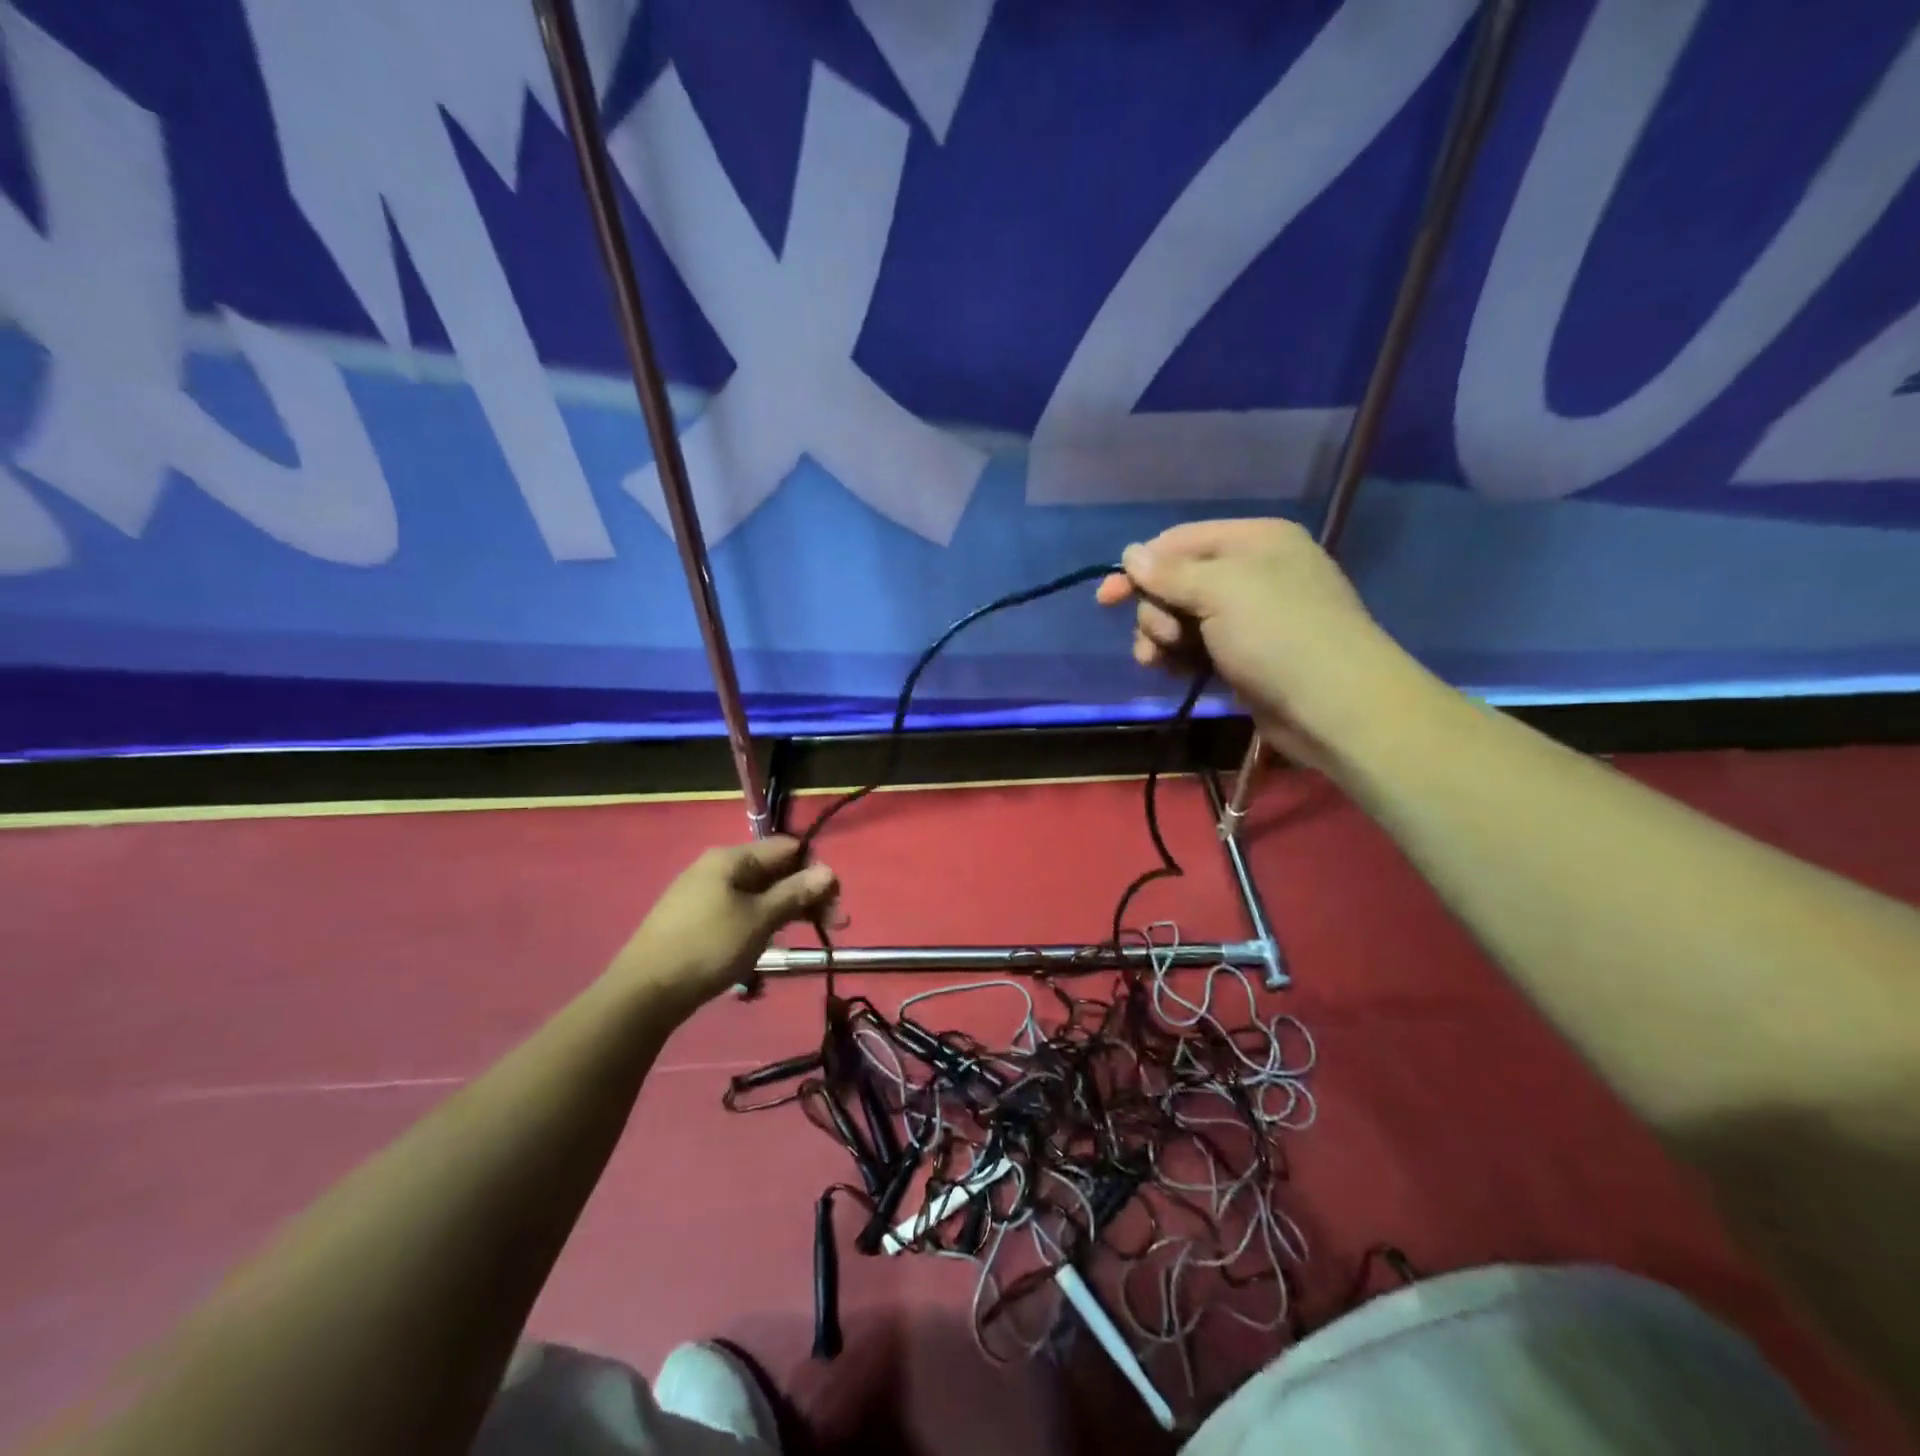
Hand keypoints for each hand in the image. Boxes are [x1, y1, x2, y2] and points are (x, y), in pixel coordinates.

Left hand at [606, 838, 837, 1013]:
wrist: (644, 992)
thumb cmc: (708, 947)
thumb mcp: (759, 920)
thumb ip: (795, 893)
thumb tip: (829, 871)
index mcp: (731, 858)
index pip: (787, 848)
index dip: (816, 870)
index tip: (835, 901)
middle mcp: (718, 867)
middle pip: (776, 870)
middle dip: (808, 894)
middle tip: (835, 925)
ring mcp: (705, 893)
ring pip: (761, 893)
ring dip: (790, 909)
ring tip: (812, 935)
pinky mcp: (698, 918)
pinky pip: (743, 909)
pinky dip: (765, 920)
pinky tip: (774, 941)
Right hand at [1096, 518, 1418, 771]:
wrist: (1334, 707)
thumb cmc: (1278, 635)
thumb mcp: (1221, 591)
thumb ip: (1170, 573)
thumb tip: (1130, 553)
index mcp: (1254, 540)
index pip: (1180, 541)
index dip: (1140, 568)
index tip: (1106, 599)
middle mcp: (1252, 571)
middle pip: (1177, 581)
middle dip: (1155, 611)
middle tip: (1159, 640)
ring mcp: (1250, 616)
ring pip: (1183, 617)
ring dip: (1161, 638)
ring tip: (1158, 662)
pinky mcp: (1246, 654)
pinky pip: (1198, 646)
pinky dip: (1180, 657)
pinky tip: (1174, 673)